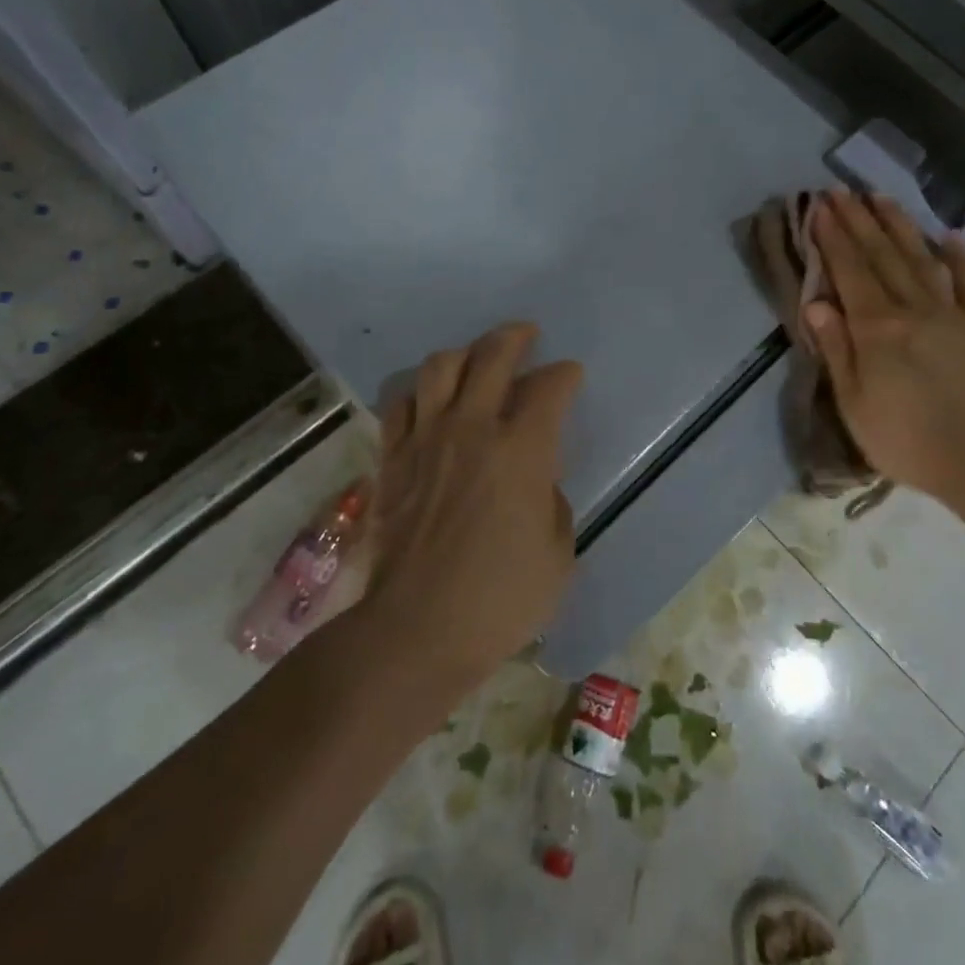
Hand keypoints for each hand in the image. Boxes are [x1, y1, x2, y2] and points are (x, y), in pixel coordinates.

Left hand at [362, 322, 582, 690]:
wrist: (416, 629)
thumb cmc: (500, 598)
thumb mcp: (558, 552)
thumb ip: (551, 500)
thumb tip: (535, 480)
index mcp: (522, 449)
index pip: (549, 387)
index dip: (565, 374)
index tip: (571, 375)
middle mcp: (472, 428)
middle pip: (492, 356)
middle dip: (515, 337)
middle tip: (526, 335)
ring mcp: (426, 439)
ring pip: (439, 367)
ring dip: (464, 353)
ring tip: (476, 359)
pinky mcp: (393, 458)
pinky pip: (400, 403)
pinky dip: (418, 390)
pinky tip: (429, 397)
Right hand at [805, 191, 964, 510]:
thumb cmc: (905, 439)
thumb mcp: (853, 403)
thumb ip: (836, 348)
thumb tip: (816, 302)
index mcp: (877, 328)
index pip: (849, 271)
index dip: (833, 238)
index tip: (819, 207)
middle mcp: (913, 309)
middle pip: (881, 256)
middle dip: (859, 221)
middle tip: (841, 190)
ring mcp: (952, 314)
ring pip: (921, 259)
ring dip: (899, 226)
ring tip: (881, 197)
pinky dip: (961, 258)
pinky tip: (951, 235)